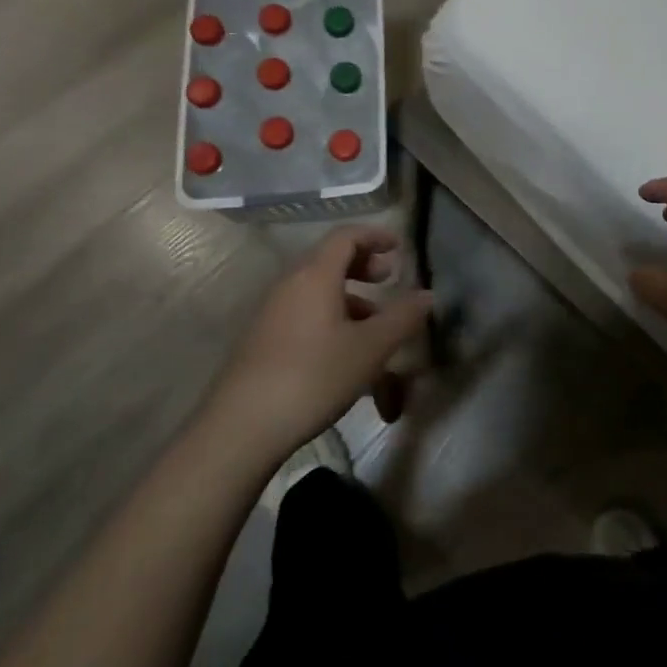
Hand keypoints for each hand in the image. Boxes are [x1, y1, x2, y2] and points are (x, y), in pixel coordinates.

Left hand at [204, 226, 431, 454]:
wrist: (239, 431)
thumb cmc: (313, 377)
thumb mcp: (370, 348)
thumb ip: (402, 317)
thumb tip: (427, 294)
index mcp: (315, 275)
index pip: (346, 236)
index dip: (375, 235)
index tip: (399, 247)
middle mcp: (289, 285)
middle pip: (329, 260)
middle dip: (363, 266)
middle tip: (388, 280)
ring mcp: (270, 314)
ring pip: (317, 292)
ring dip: (350, 299)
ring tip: (374, 327)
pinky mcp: (260, 342)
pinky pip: (303, 315)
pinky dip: (330, 319)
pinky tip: (344, 355)